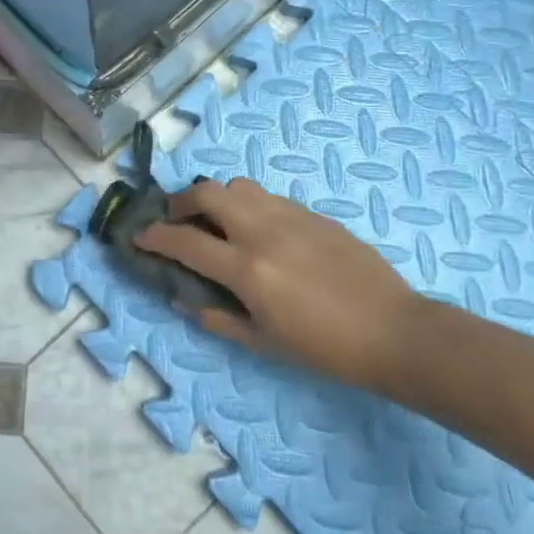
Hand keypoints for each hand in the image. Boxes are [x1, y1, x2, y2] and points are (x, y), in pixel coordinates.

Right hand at [137, 177, 425, 390]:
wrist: (394, 331)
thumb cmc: (325, 348)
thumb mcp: (263, 342)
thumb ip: (217, 317)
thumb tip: (182, 299)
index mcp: (246, 268)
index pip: (185, 240)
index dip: (155, 236)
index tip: (139, 236)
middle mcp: (263, 231)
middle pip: (207, 192)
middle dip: (182, 201)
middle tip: (177, 220)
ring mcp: (291, 216)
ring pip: (239, 185)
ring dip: (217, 198)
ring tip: (218, 221)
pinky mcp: (314, 214)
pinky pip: (269, 197)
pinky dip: (249, 205)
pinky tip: (259, 231)